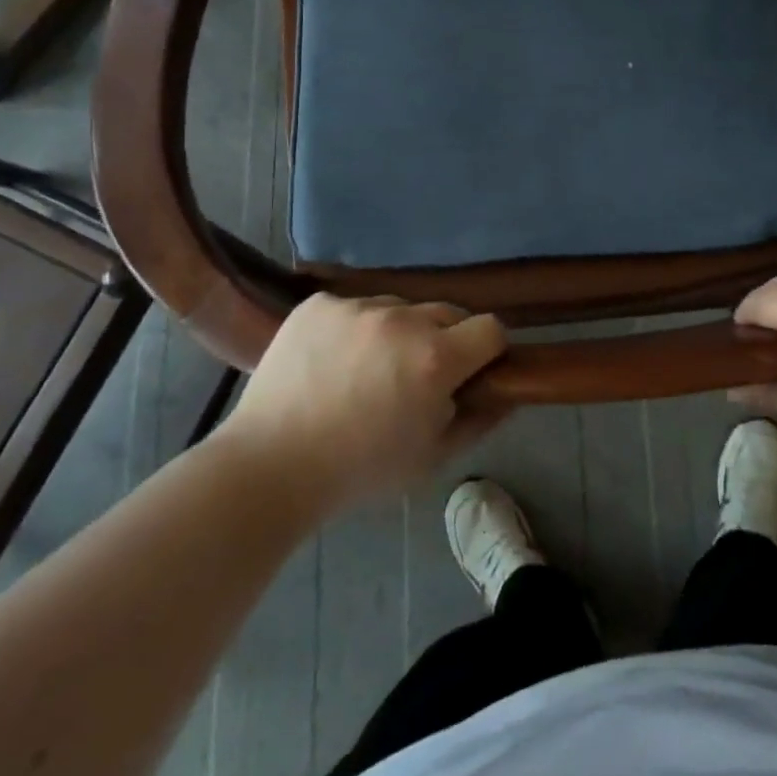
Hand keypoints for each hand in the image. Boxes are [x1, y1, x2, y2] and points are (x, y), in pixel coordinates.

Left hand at [217, 293, 507, 510]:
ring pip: (399, 308)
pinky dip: (354, 329)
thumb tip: (508, 393)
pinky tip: (333, 361)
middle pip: (447, 313)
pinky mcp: (319, 304)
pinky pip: (355, 307)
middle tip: (417, 377)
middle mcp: (402, 320)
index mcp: (435, 358)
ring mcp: (356, 307)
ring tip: (367, 370)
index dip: (488, 352)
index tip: (472, 373)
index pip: (491, 329)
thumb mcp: (432, 459)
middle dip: (444, 341)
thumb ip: (479, 421)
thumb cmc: (359, 471)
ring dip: (398, 333)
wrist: (269, 466)